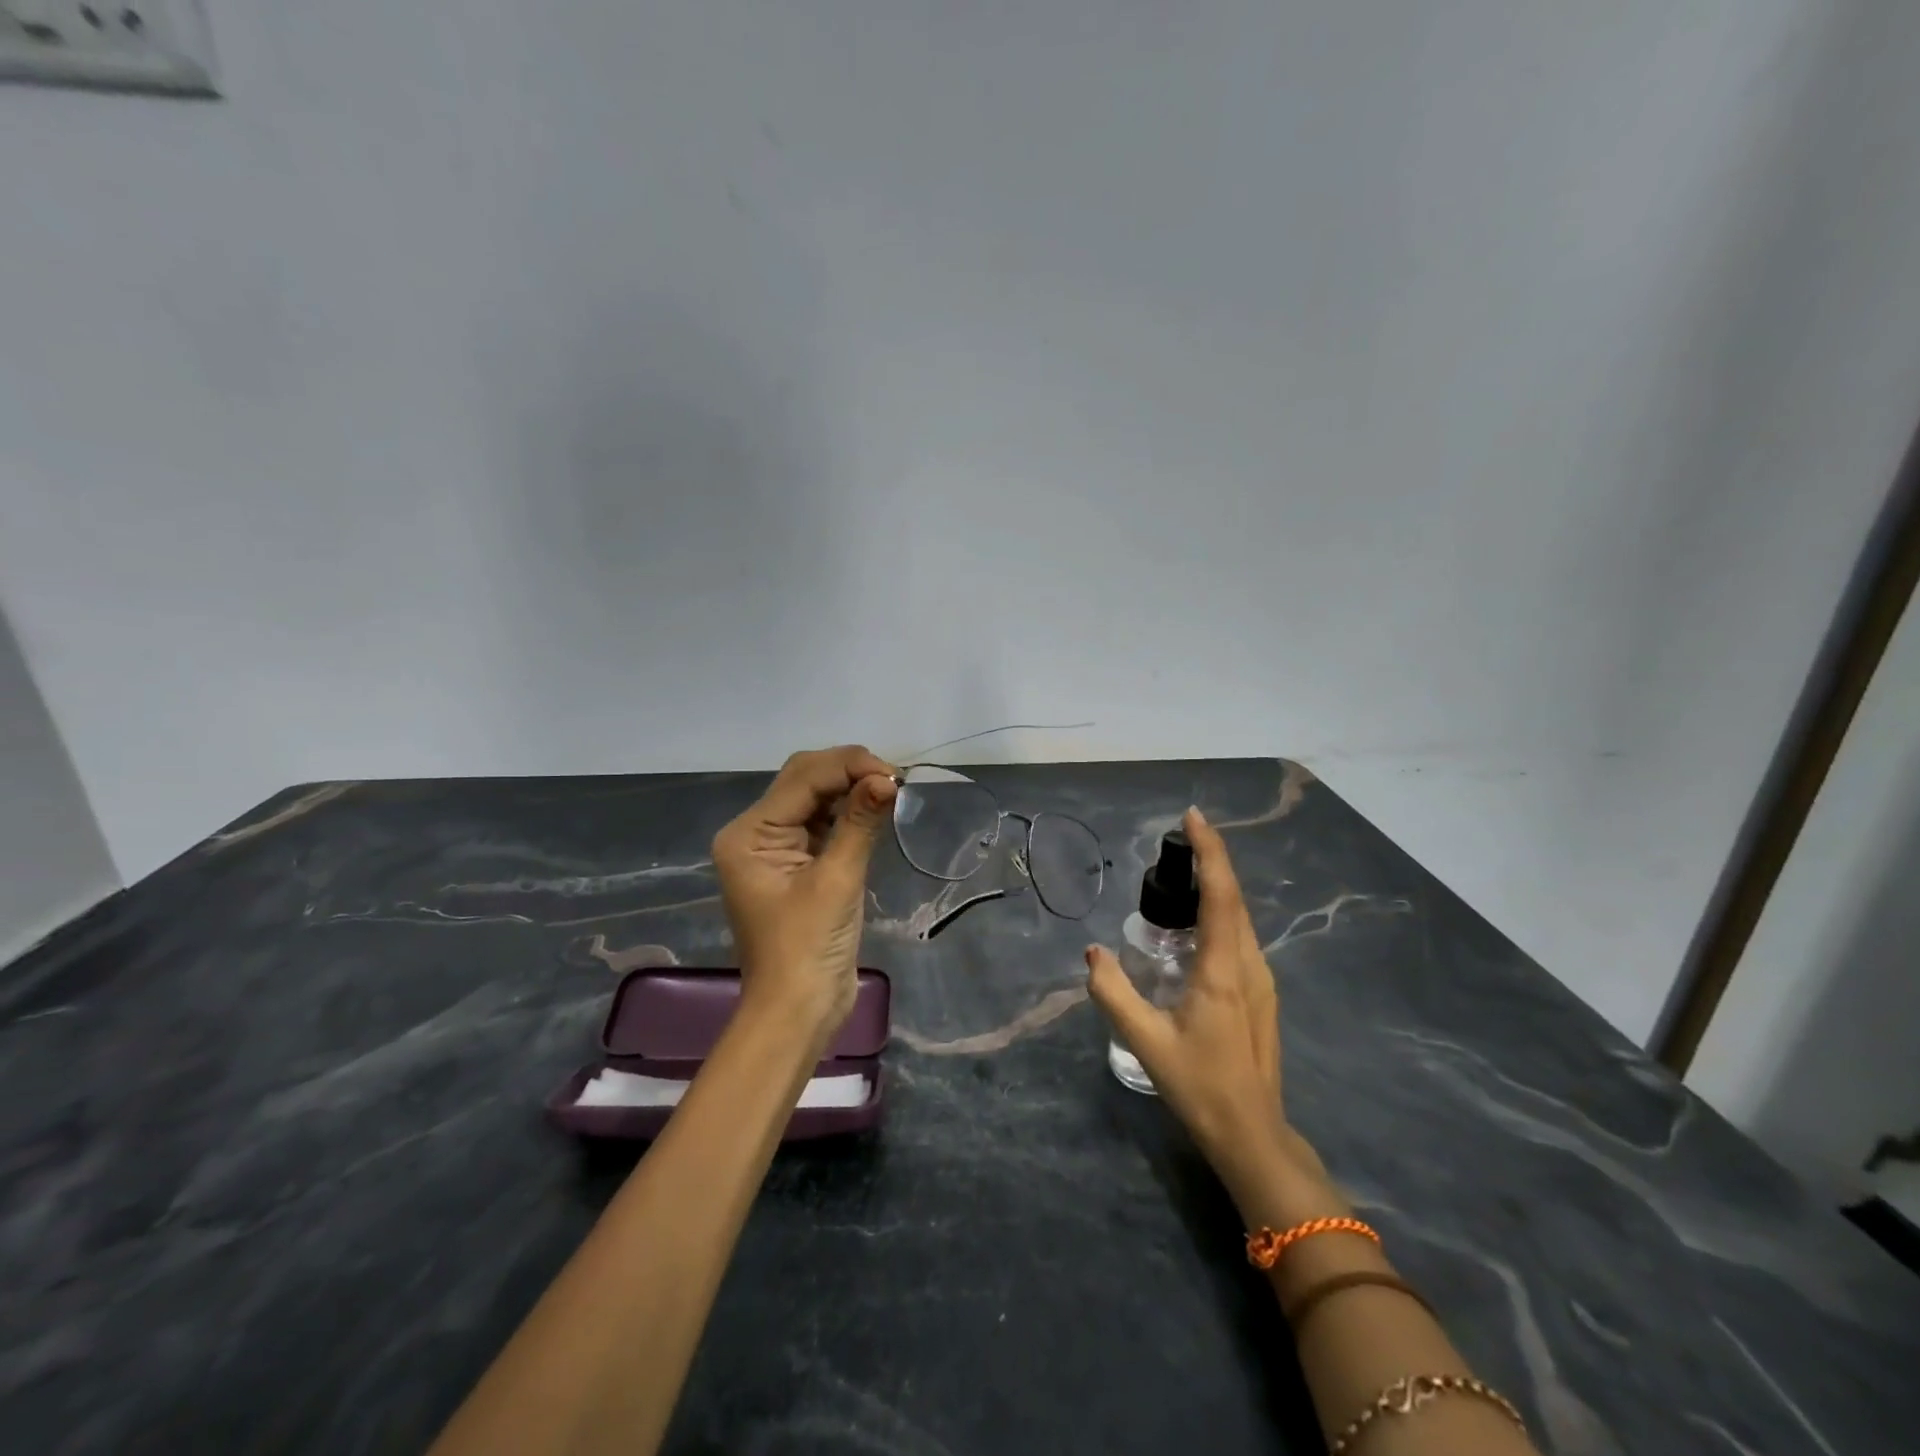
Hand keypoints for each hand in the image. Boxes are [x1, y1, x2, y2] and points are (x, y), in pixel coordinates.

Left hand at [712, 746, 897, 1044]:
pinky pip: (823, 825)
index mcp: (749, 834)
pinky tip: (875, 809)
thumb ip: (859, 823)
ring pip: (815, 799)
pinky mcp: (797, 866)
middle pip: (804, 781)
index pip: (802, 779)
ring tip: (890, 790)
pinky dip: (849, 814)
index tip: (894, 775)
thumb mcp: (836, 881)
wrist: (797, 1013)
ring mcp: (775, 850)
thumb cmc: (808, 948)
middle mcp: (755, 833)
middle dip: (848, 772)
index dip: (848, 766)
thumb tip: (888, 779)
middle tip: (894, 780)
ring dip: (851, 790)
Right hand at [1086, 807, 1324, 1200]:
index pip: (1221, 894)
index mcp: (1223, 969)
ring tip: (1179, 880)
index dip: (1210, 851)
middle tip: (1174, 846)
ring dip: (1215, 888)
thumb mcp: (1146, 1041)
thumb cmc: (1200, 1086)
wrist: (1253, 1135)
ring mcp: (1261, 979)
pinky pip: (1240, 936)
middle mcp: (1249, 964)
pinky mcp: (1262, 993)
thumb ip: (1114, 993)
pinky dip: (1219, 914)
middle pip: (1234, 898)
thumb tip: (1093, 951)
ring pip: (1240, 917)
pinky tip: (1194, 928)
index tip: (1193, 817)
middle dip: (1209, 862)